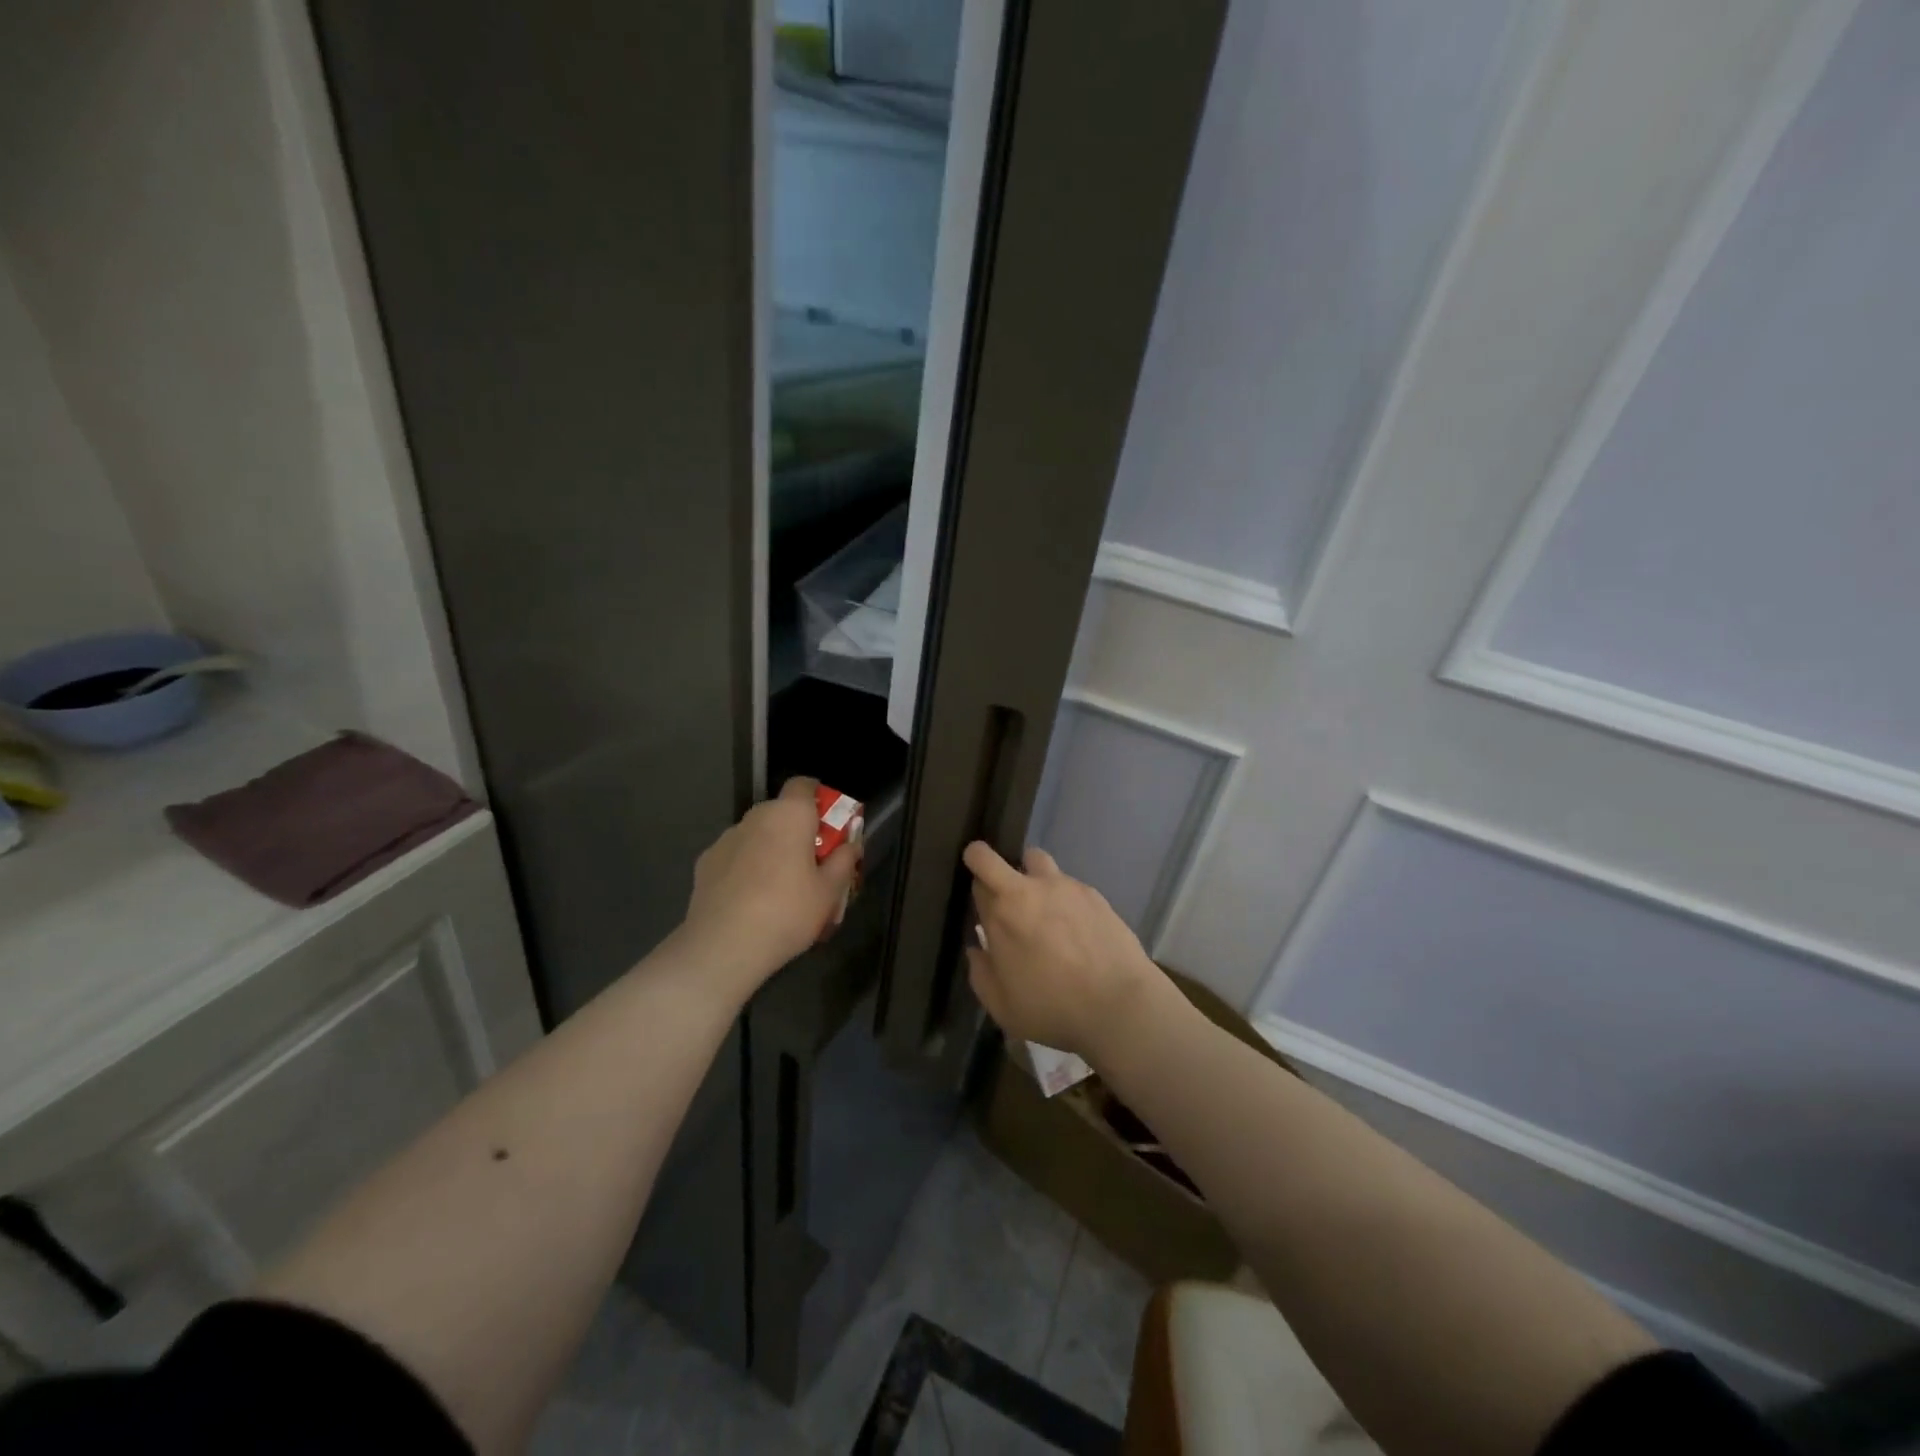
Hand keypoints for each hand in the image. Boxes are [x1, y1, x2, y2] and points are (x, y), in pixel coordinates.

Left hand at [681, 778, 860, 990]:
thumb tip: (850, 845)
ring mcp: (726, 839)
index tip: (828, 825)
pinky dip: (745, 867)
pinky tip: (750, 899)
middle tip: (810, 863)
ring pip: (757, 834)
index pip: (804, 785)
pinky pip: (735, 855)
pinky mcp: (705, 862)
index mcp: (789, 815)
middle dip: (796, 830)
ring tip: (778, 887)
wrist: (723, 946)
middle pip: (781, 811)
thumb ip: (843, 861)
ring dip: (770, 848)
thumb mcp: (829, 892)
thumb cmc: (787, 912)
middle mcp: (755, 817)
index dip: (818, 798)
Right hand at [963, 842, 1167, 1062]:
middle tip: (994, 884)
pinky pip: (1068, 882)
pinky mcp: (1092, 893)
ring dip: (1029, 873)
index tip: (982, 906)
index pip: (976, 881)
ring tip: (1041, 902)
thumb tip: (977, 949)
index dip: (976, 891)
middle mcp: (1027, 890)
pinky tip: (1076, 925)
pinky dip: (1064, 895)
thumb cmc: (1053, 1008)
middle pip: (990, 856)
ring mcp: (1063, 886)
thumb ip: (980, 974)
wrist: (1118, 1004)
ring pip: (1035, 859)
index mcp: (1000, 914)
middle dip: (983, 860)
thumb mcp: (1002, 1007)